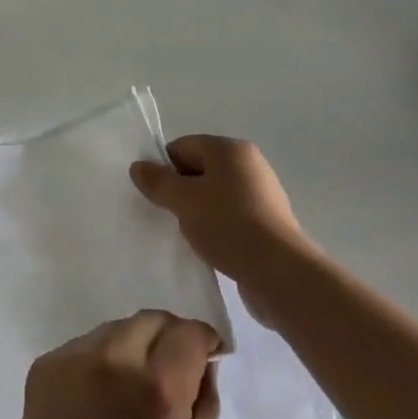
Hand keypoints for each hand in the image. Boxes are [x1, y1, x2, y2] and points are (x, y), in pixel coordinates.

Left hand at [5, 311, 219, 418]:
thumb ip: (204, 400)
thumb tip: (202, 361)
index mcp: (158, 387)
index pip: (188, 333)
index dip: (203, 339)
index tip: (206, 353)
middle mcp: (114, 360)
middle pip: (151, 320)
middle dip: (168, 336)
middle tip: (172, 368)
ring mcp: (73, 359)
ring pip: (115, 330)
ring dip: (132, 346)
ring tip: (131, 388)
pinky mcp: (44, 367)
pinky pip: (83, 348)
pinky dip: (99, 361)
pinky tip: (98, 399)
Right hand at [130, 135, 315, 290]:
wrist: (278, 272)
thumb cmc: (228, 225)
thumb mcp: (183, 200)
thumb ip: (158, 181)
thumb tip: (138, 166)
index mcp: (230, 150)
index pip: (184, 146)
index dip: (164, 167)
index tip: (154, 194)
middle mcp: (249, 165)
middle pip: (200, 169)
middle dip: (180, 190)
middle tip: (167, 215)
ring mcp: (262, 194)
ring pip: (215, 195)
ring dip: (198, 211)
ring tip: (188, 234)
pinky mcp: (268, 223)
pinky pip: (231, 216)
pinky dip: (216, 227)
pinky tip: (210, 247)